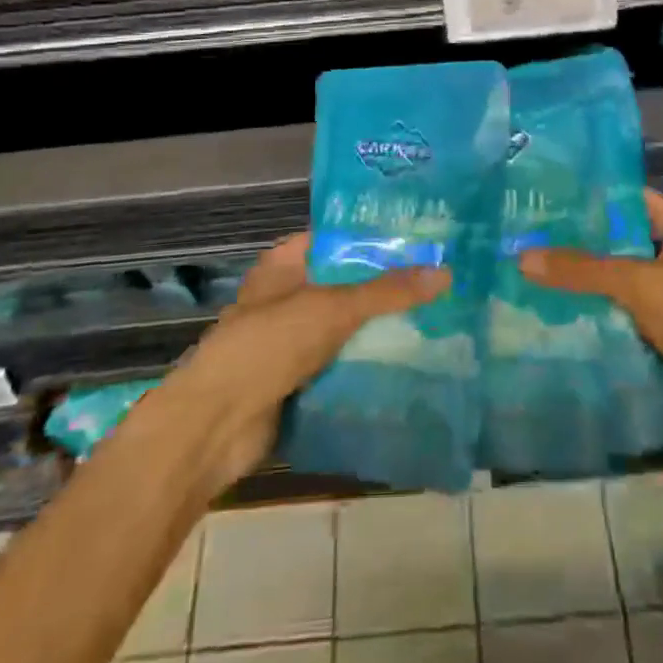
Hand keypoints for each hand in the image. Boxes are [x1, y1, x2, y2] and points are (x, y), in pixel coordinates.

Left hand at [166, 233, 449, 489]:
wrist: (217, 424)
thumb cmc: (270, 344)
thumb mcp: (333, 307)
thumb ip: (388, 291)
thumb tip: (445, 272)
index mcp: (285, 264)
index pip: (336, 238)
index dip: (374, 237)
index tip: (419, 239)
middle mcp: (286, 295)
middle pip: (344, 283)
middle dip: (383, 286)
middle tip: (436, 280)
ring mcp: (289, 339)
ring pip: (343, 326)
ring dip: (377, 328)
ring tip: (433, 318)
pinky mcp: (295, 379)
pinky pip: (338, 362)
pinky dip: (364, 363)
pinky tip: (406, 362)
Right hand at [520, 189, 662, 461]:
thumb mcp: (641, 284)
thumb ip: (582, 270)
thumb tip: (522, 256)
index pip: (627, 199)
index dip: (587, 197)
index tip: (540, 195)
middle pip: (615, 245)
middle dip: (573, 247)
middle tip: (519, 237)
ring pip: (612, 287)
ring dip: (578, 289)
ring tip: (521, 275)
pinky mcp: (660, 339)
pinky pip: (617, 323)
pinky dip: (590, 323)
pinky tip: (546, 318)